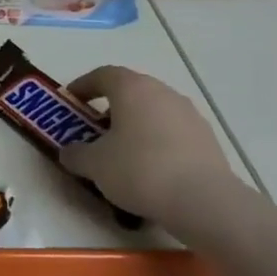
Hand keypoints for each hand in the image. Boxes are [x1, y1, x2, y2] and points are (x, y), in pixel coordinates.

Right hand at [58, 66, 234, 225]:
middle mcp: (163, 93)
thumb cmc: (138, 170)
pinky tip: (150, 169)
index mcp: (133, 89)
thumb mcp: (94, 164)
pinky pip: (172, 132)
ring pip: (154, 111)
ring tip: (122, 153)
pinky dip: (156, 142)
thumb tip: (69, 152)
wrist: (202, 200)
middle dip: (110, 107)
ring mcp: (189, 115)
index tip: (71, 101)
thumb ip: (75, 154)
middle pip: (131, 91)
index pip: (103, 74)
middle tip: (94, 129)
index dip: (83, 85)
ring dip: (135, 125)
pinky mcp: (207, 138)